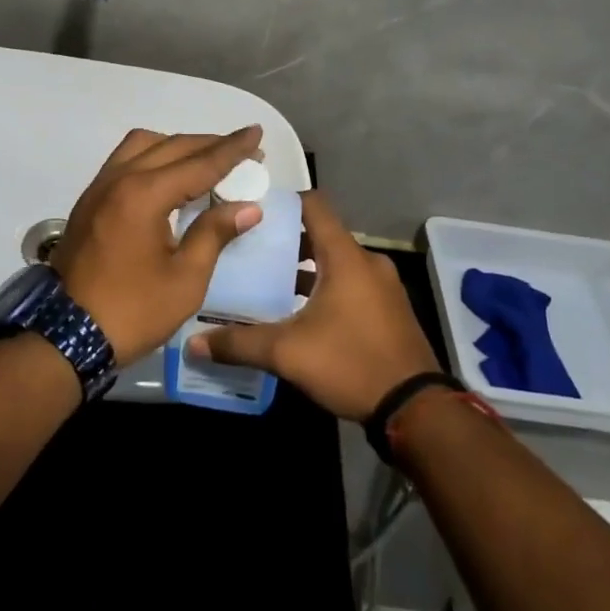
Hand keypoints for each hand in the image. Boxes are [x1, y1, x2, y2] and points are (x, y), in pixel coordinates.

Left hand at [49, 127, 264, 366]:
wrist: (66, 336)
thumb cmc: (133, 311)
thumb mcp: (185, 280)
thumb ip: (214, 234)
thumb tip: (247, 207)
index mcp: (145, 195)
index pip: (199, 163)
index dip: (232, 149)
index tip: (256, 132)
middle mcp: (120, 178)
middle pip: (172, 146)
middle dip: (210, 144)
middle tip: (242, 149)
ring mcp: (99, 187)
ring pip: (143, 145)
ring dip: (177, 145)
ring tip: (206, 160)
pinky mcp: (90, 200)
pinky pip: (125, 160)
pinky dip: (153, 156)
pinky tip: (170, 176)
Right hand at [188, 192, 439, 419]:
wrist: (416, 409)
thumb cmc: (351, 363)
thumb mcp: (288, 353)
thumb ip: (239, 344)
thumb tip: (193, 343)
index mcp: (344, 256)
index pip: (314, 204)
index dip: (284, 201)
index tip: (252, 209)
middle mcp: (367, 261)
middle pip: (322, 234)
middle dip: (287, 240)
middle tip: (250, 250)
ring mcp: (384, 286)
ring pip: (337, 262)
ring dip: (307, 268)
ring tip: (270, 282)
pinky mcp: (391, 309)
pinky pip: (352, 283)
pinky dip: (327, 286)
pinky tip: (303, 312)